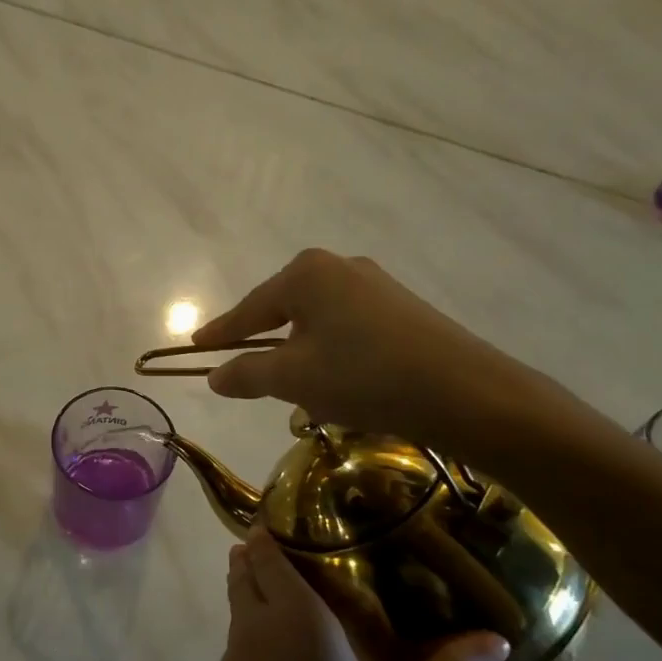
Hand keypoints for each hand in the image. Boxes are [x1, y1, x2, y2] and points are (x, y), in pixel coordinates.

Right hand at [192, 247, 544, 452]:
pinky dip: (331, 354)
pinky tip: (339, 383)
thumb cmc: (363, 376)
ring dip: (300, 353)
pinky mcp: (402, 309)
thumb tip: (214, 376)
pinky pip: (347, 329)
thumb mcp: (293, 379)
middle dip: (263, 344)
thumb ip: (246, 374)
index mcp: (306, 274)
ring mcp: (375, 286)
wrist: (466, 393)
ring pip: (317, 321)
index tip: (195, 346)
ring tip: (294, 388)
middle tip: (242, 373)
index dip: (221, 332)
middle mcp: (339, 267)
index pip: (250, 308)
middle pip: (283, 309)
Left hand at [207, 528, 508, 660]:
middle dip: (262, 556)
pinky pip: (238, 649)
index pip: (265, 551)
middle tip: (305, 556)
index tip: (295, 519)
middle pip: (243, 571)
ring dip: (258, 596)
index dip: (272, 530)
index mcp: (293, 617)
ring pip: (237, 609)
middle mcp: (252, 628)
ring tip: (301, 604)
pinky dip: (256, 639)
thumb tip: (496, 638)